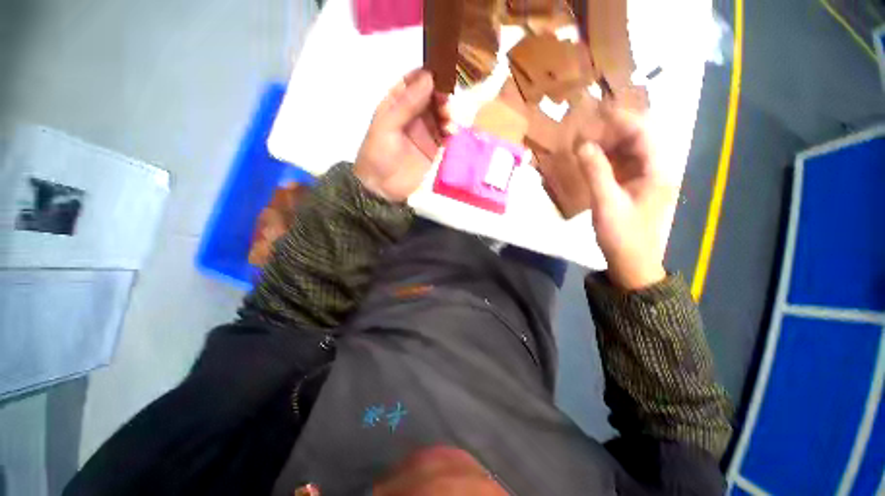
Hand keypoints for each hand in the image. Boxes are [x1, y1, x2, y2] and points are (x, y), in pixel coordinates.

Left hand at [354, 70, 444, 201]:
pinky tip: (453, 132)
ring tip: (448, 118)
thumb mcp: (386, 125)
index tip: (440, 73)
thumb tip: (429, 78)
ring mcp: (427, 135)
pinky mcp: (436, 151)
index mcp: (397, 105)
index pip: (413, 83)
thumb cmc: (378, 155)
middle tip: (445, 102)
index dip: (426, 76)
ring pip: (442, 116)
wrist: (382, 190)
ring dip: (448, 113)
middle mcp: (414, 117)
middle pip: (432, 98)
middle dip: (441, 95)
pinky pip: (448, 137)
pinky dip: (453, 132)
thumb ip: (407, 104)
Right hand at [577, 104, 674, 289]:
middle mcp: (656, 168)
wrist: (632, 261)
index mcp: (657, 170)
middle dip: (612, 130)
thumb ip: (595, 172)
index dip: (621, 119)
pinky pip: (622, 164)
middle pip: (638, 138)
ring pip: (629, 150)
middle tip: (586, 128)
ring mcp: (646, 178)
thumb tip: (582, 145)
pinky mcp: (635, 187)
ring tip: (584, 141)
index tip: (595, 112)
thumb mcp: (606, 203)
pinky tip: (590, 159)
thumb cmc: (623, 234)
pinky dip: (606, 158)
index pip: (643, 132)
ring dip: (607, 143)